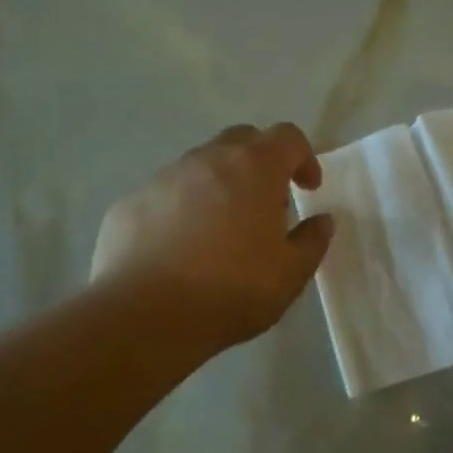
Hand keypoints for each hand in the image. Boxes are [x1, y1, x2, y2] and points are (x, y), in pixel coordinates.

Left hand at [91, 124, 334, 348]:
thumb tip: (322, 221)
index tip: (307, 188)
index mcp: (254, 168)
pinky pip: (165, 195)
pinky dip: (181, 210)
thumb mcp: (290, 275)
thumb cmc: (231, 291)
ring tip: (220, 232)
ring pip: (199, 167)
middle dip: (260, 163)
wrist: (145, 315)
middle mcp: (207, 160)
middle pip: (241, 141)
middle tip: (266, 204)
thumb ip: (312, 241)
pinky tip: (179, 250)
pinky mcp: (129, 203)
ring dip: (218, 186)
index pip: (287, 137)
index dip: (303, 158)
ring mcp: (163, 178)